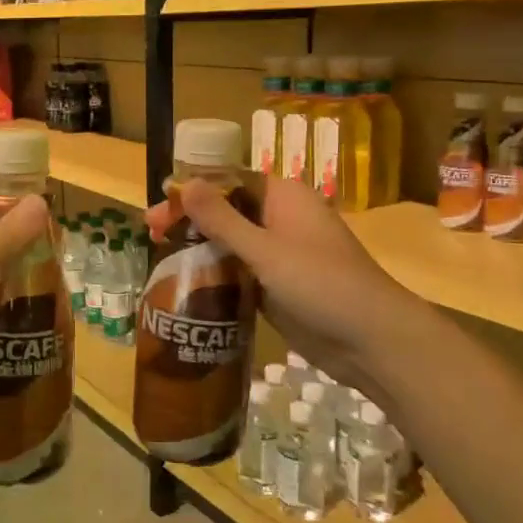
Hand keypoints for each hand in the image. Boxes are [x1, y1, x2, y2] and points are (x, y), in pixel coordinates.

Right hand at [148, 177, 412, 394]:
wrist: (372, 340)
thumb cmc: (321, 284)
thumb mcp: (266, 250)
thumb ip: (222, 219)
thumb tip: (183, 183)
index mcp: (283, 196)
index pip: (227, 181)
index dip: (190, 192)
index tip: (156, 210)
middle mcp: (280, 218)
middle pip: (226, 211)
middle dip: (189, 220)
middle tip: (150, 235)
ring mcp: (280, 253)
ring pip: (231, 243)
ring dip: (199, 248)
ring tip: (160, 258)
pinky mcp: (277, 285)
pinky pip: (240, 271)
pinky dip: (216, 274)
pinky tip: (186, 284)